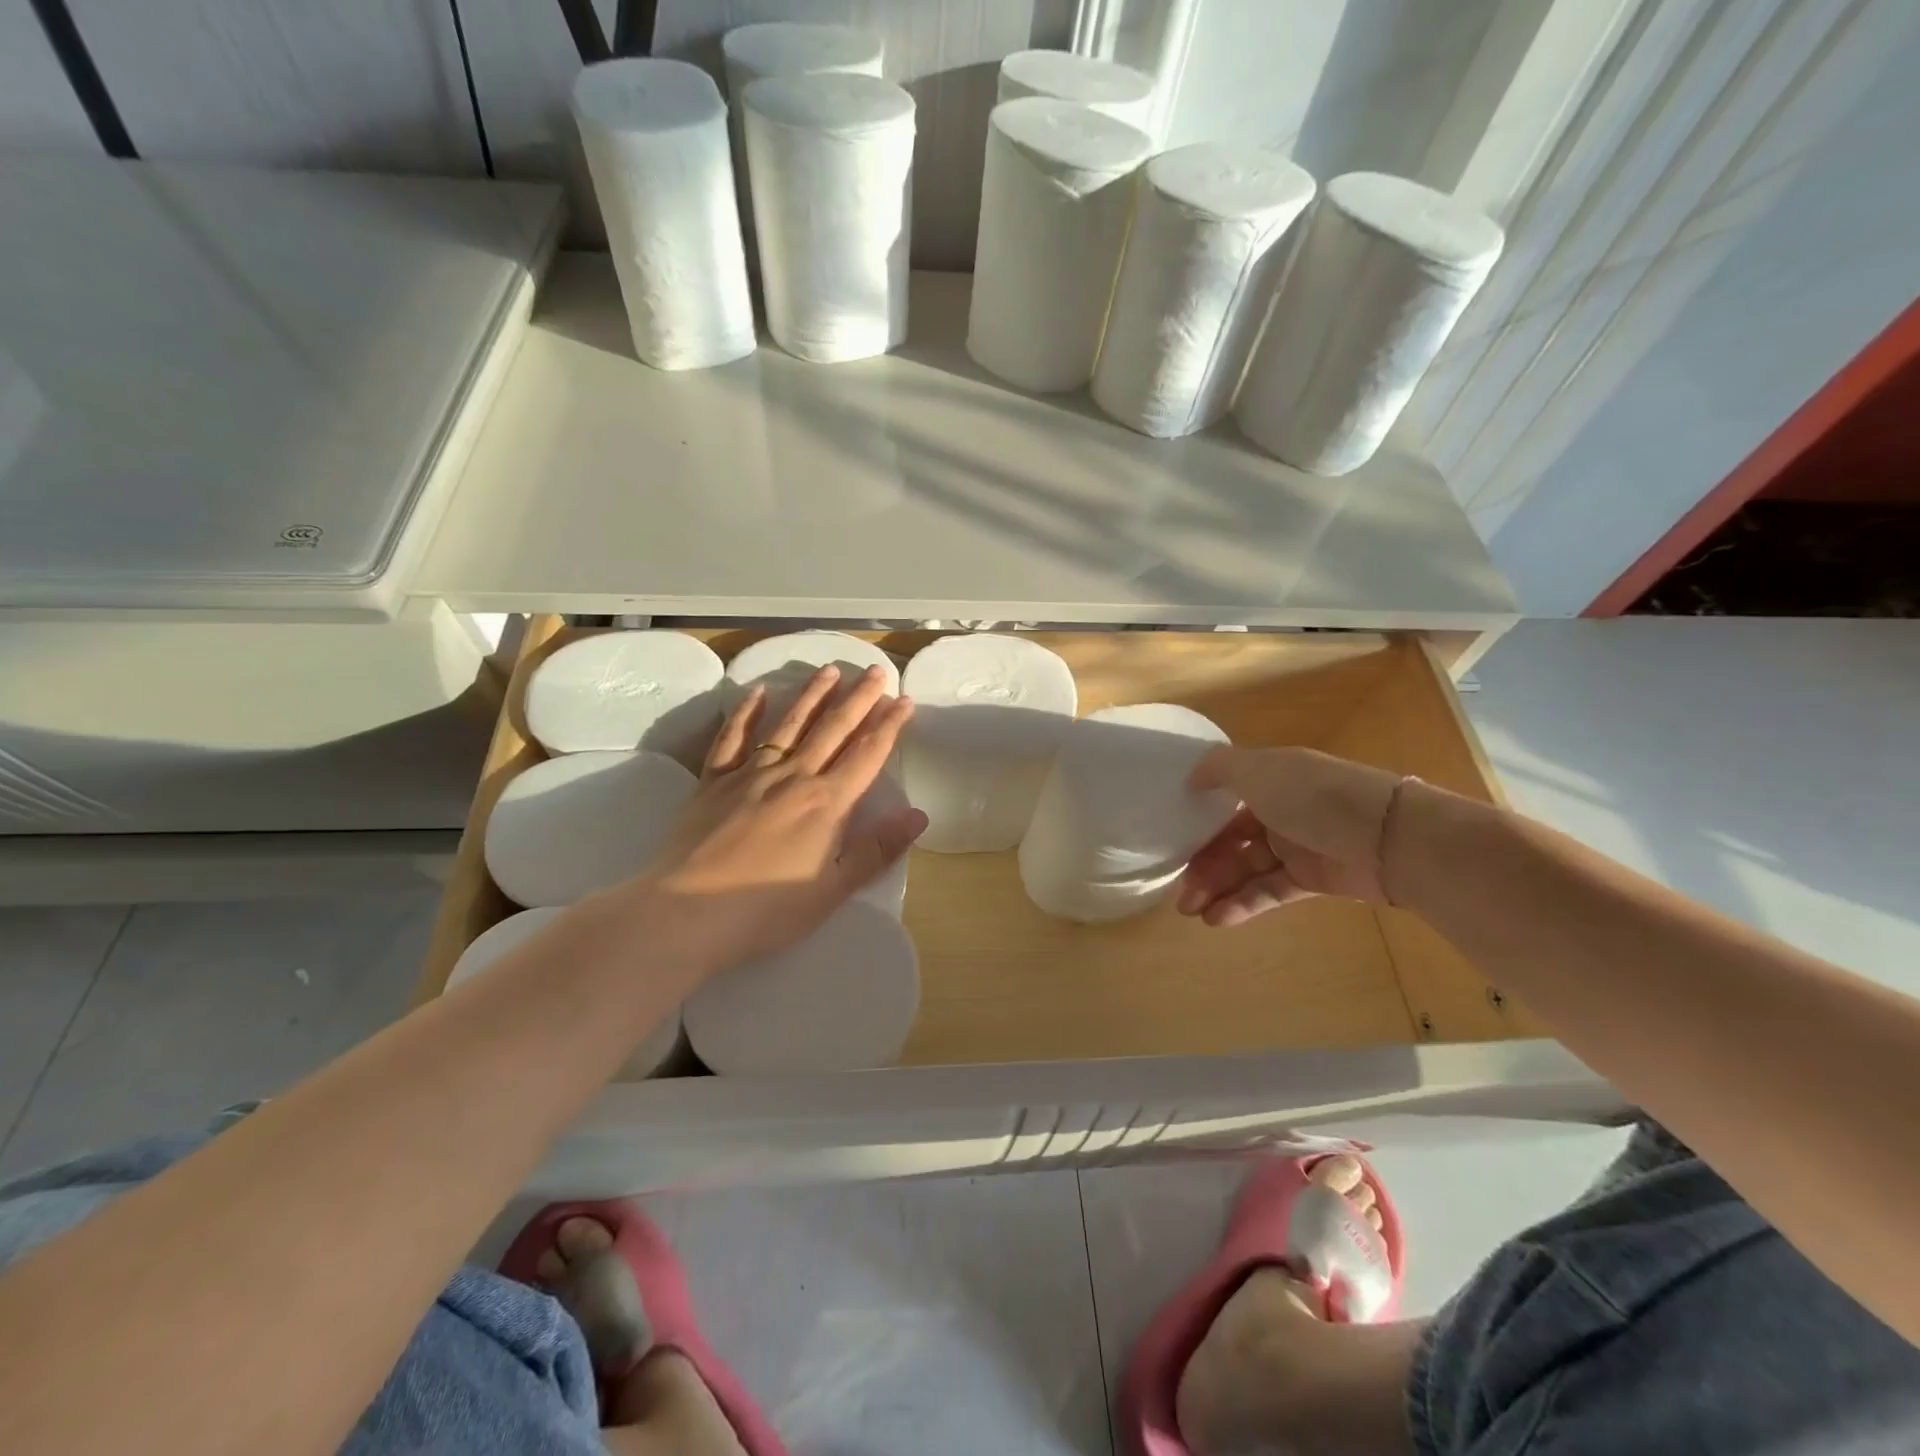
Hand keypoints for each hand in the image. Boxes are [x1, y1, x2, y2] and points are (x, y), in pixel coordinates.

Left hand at [621, 662, 926, 969]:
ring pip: (788, 724)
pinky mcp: (713, 781)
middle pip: (832, 730)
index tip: (905, 699)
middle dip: (858, 699)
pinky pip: (732, 737)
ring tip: (831, 670)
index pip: (867, 755)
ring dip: (812, 695)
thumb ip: (876, 850)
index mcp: (826, 804)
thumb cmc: (766, 909)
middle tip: (876, 671)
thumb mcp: (832, 890)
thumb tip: (918, 815)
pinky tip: (758, 692)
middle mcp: (793, 777)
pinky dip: (745, 712)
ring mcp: (750, 774)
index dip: (889, 726)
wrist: (685, 913)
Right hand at [1177, 747, 1402, 925]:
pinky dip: (1244, 904)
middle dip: (1203, 866)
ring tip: (1191, 911)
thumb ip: (1219, 769)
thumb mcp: (1259, 770)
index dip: (1198, 822)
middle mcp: (1281, 810)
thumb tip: (1191, 777)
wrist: (1389, 838)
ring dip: (1217, 889)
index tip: (1172, 843)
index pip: (1224, 802)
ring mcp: (1297, 846)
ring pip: (1246, 869)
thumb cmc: (1314, 797)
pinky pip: (1270, 891)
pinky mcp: (1312, 879)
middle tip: (1180, 895)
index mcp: (1269, 780)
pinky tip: (1218, 918)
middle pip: (1231, 840)